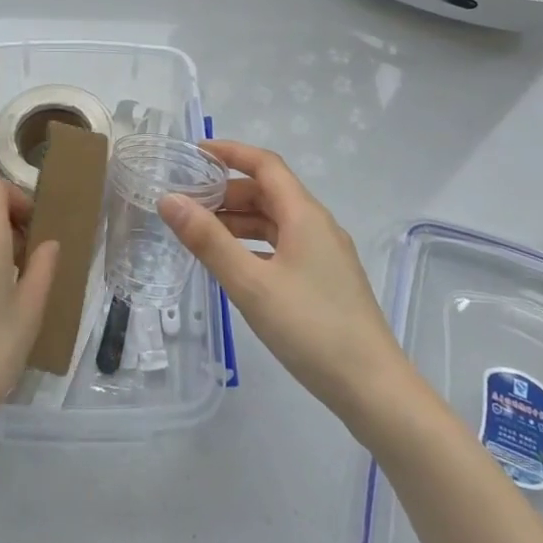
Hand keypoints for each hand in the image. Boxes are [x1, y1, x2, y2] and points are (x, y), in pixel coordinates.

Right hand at [159, 141, 404, 433]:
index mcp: (304, 215)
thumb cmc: (310, 329)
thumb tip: (169, 200)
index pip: (265, 164)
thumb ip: (208, 240)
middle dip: (227, 190)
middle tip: (187, 201)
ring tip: (200, 233)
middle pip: (269, 191)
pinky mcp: (326, 280)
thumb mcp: (251, 283)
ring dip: (239, 219)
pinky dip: (254, 244)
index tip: (193, 154)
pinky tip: (233, 264)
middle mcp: (318, 225)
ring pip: (276, 220)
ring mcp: (325, 254)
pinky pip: (283, 245)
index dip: (230, 153)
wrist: (373, 389)